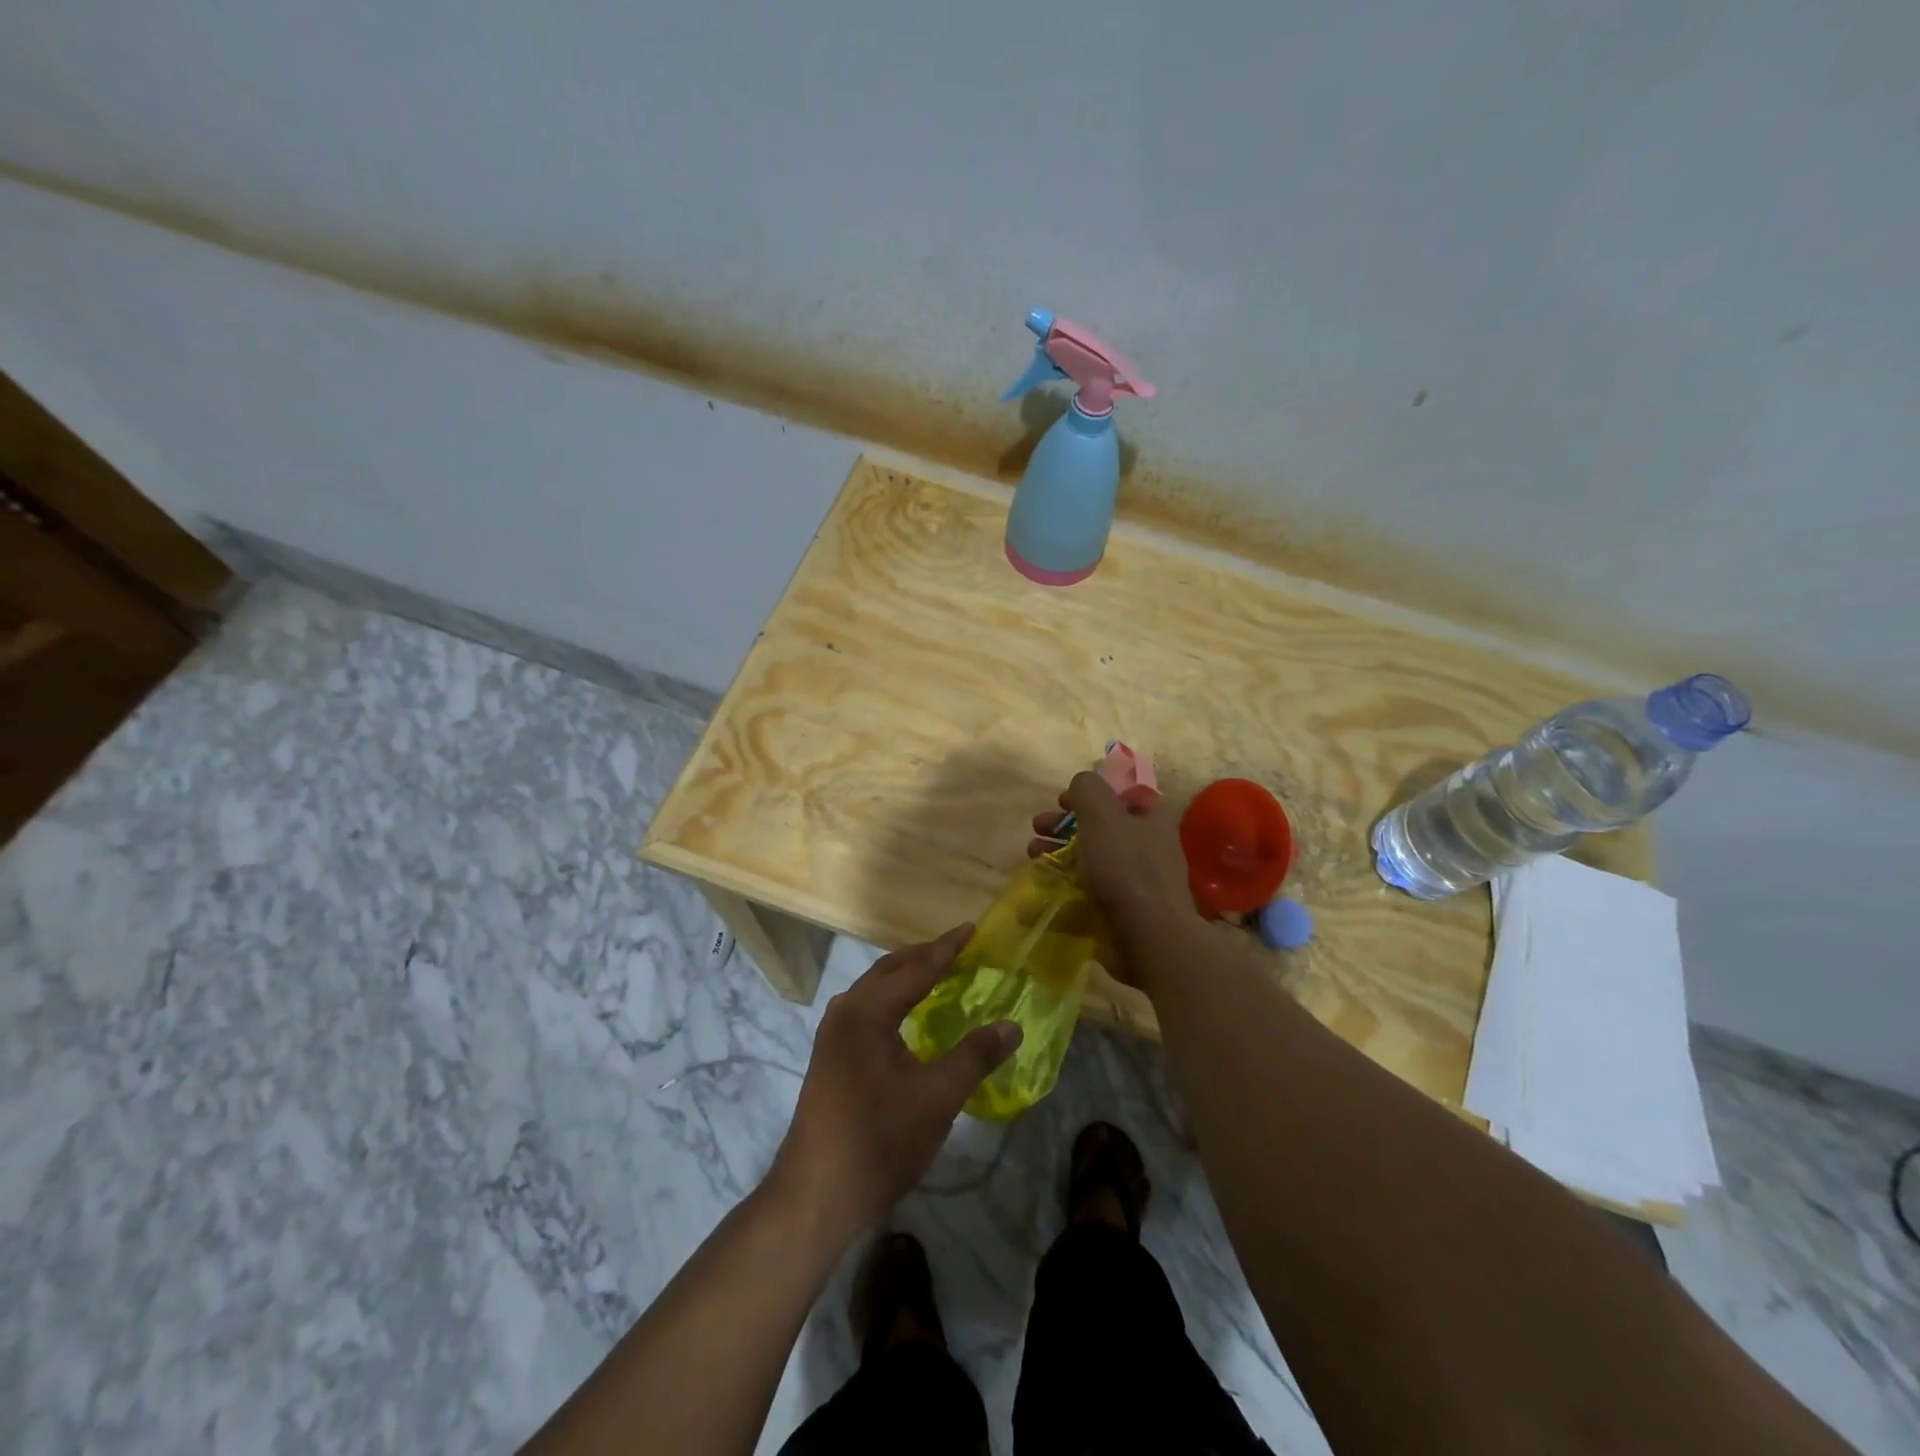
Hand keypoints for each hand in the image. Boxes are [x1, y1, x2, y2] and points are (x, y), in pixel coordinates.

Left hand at [770, 926, 1020, 1238]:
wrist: (816, 1194)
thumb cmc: (880, 1139)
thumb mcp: (937, 1097)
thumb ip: (975, 1056)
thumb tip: (1012, 1026)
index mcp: (867, 1011)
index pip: (915, 968)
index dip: (946, 949)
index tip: (971, 929)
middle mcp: (845, 1012)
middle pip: (890, 971)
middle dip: (924, 957)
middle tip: (959, 949)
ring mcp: (832, 1035)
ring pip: (875, 990)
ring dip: (906, 978)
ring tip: (938, 974)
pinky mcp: (830, 1057)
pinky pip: (867, 1010)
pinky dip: (893, 1000)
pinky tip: (909, 1017)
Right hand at [1028, 771, 1197, 976]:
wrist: (1148, 937)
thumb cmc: (1125, 867)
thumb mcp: (1102, 814)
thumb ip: (1087, 790)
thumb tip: (1078, 786)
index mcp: (1150, 819)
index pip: (1118, 795)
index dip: (1088, 794)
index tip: (1060, 801)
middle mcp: (1147, 847)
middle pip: (1098, 827)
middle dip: (1063, 825)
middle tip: (1037, 827)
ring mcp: (1135, 883)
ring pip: (1090, 860)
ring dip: (1058, 854)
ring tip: (1032, 857)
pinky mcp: (1122, 912)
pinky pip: (1088, 893)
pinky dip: (1064, 888)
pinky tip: (1043, 888)